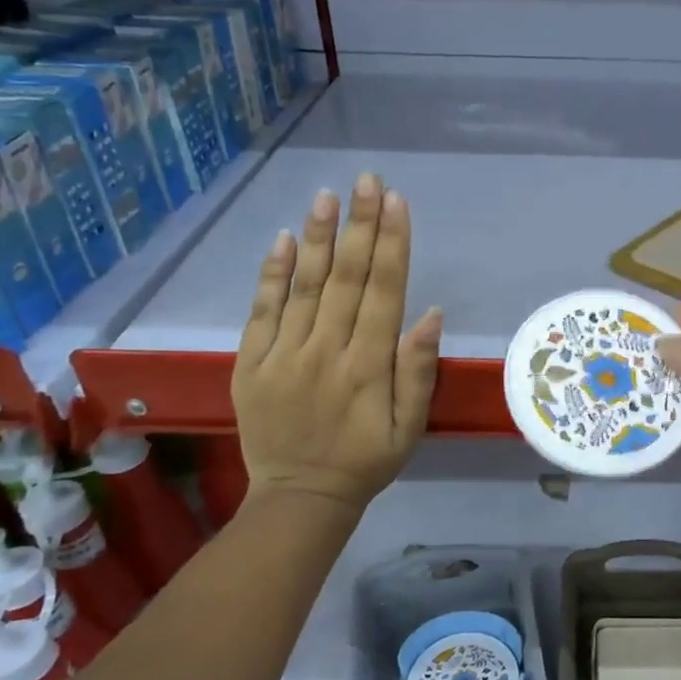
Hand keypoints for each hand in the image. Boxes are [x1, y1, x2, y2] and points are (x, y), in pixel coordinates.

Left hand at [231, 174, 441, 512]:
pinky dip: (271, 274)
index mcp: (368, 366)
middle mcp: (326, 351)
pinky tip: (283, 240)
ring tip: (327, 196)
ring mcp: (283, 355)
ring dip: (318, 237)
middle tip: (367, 181)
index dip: (392, 244)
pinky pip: (261, 311)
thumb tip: (429, 313)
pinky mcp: (251, 363)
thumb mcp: (409, 427)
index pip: (383, 292)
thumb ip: (417, 371)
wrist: (300, 498)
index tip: (397, 203)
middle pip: (346, 278)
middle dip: (360, 225)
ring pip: (303, 285)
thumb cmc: (366, 462)